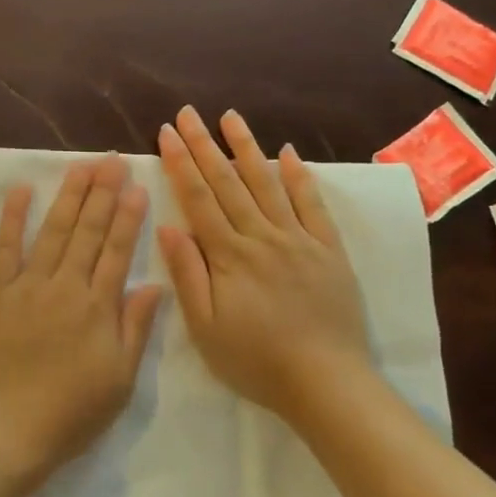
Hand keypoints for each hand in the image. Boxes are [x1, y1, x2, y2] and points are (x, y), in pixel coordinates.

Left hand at [0, 155, 163, 486]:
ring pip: (52, 232)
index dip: (128, 216)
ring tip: (81, 166)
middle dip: (102, 193)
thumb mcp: (119, 379)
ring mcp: (26, 286)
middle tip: (111, 160)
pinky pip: (4, 249)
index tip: (136, 185)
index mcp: (97, 307)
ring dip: (68, 197)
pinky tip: (20, 191)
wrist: (5, 430)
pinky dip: (12, 218)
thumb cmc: (70, 413)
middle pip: (87, 231)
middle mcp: (64, 286)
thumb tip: (154, 285)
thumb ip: (135, 328)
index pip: (117, 250)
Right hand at [156, 107, 373, 422]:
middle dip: (205, 144)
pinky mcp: (328, 250)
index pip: (198, 198)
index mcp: (229, 255)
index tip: (167, 133)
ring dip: (247, 148)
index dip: (180, 163)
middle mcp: (262, 236)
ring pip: (268, 184)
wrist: (326, 383)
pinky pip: (312, 205)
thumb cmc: (255, 360)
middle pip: (228, 182)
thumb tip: (167, 226)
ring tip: (231, 117)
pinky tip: (288, 152)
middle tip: (188, 113)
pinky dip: (300, 177)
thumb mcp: (205, 327)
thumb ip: (187, 274)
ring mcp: (299, 240)